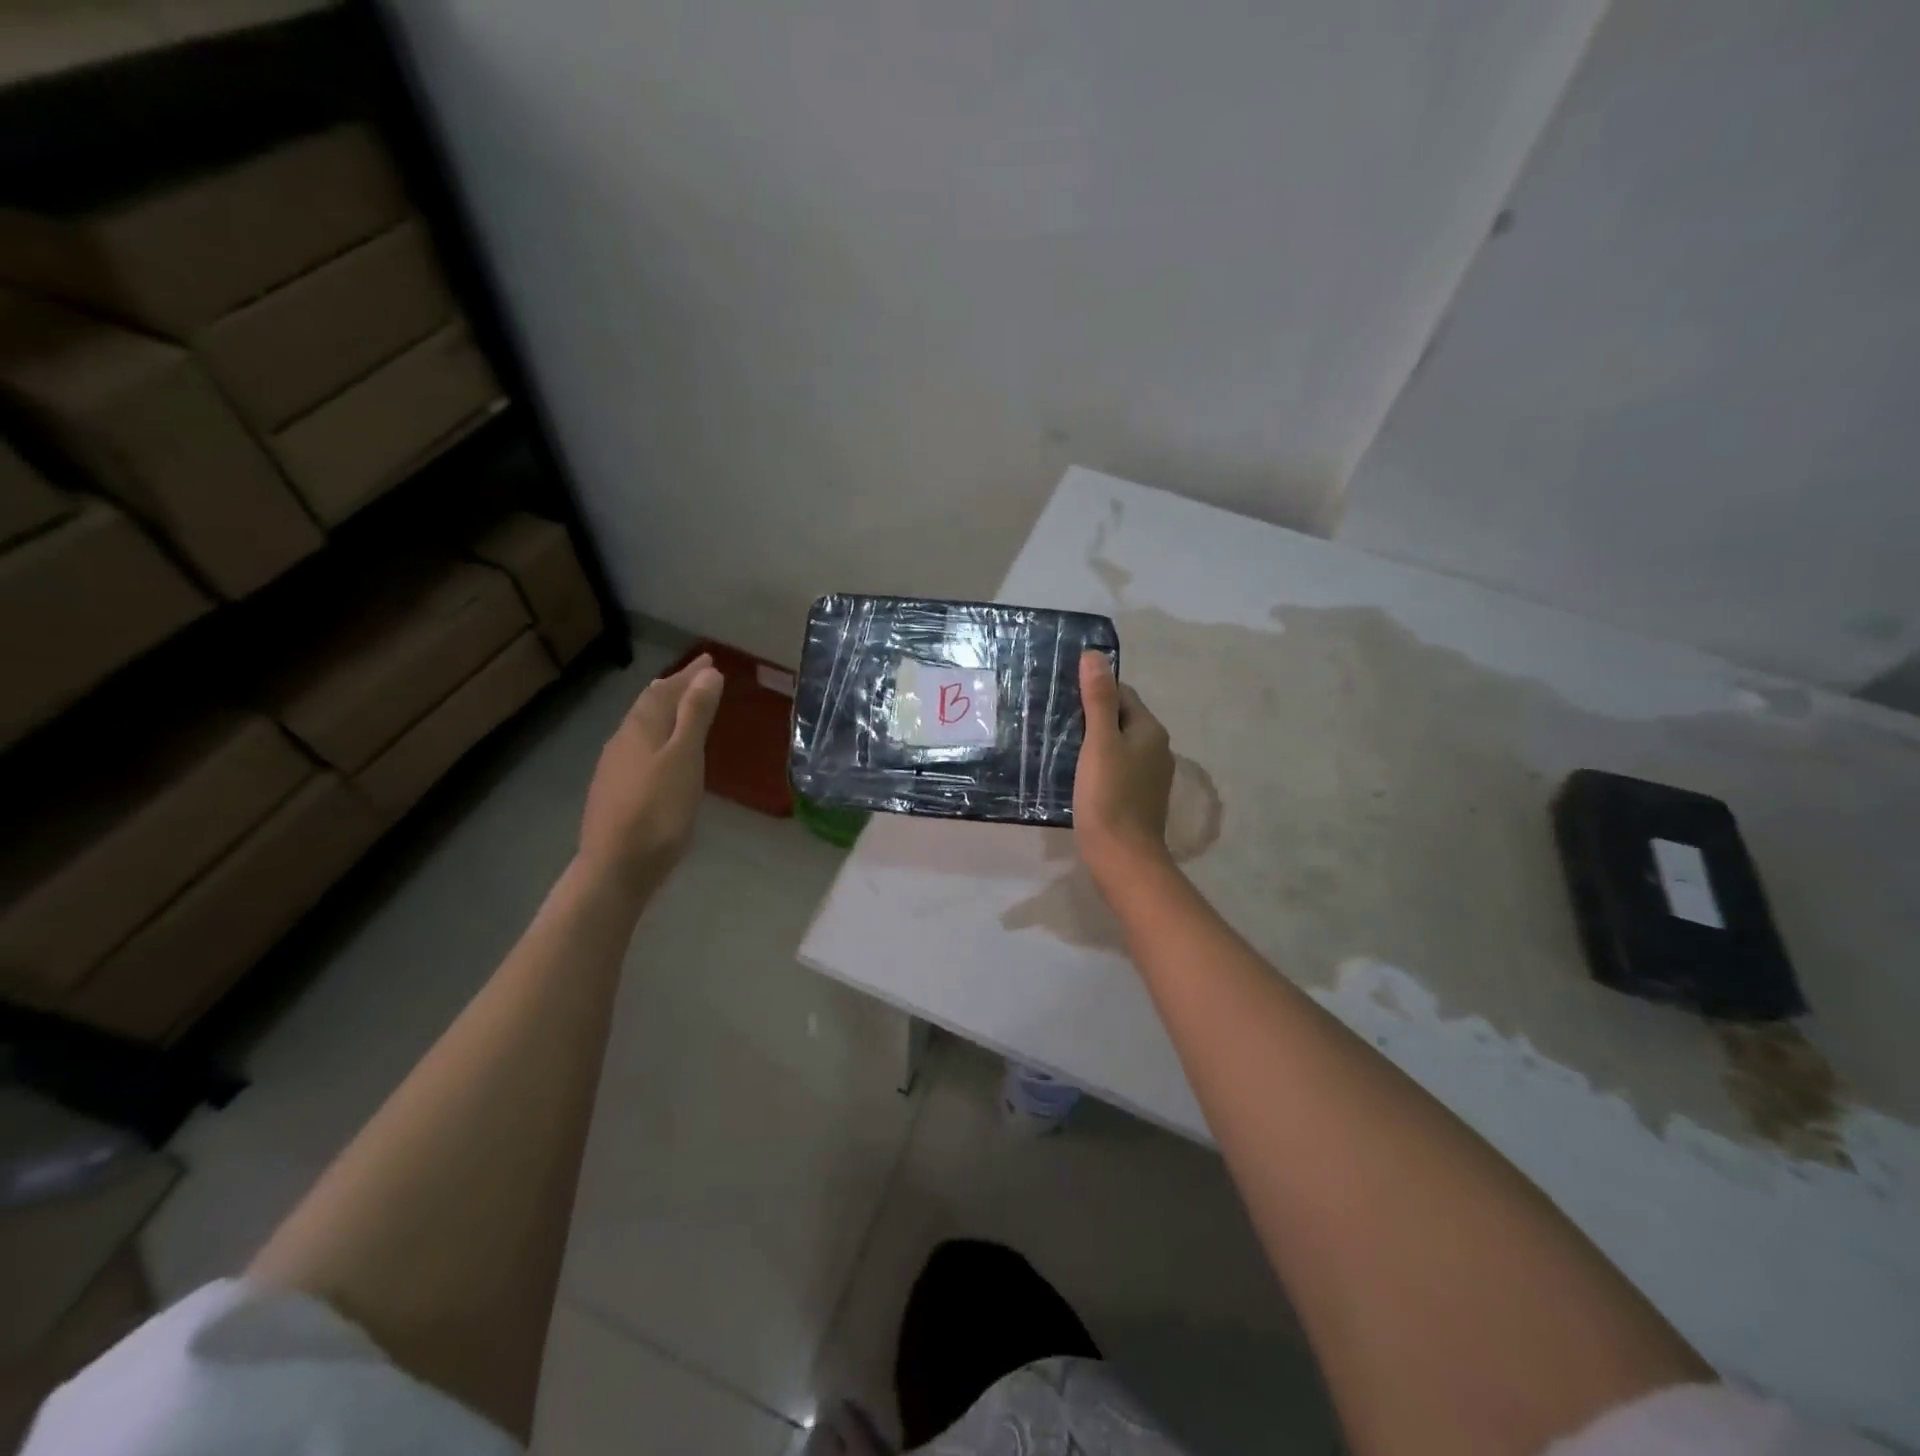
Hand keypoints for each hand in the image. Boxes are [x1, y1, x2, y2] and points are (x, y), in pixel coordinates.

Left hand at [578, 653, 723, 892]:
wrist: (617, 866)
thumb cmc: (658, 810)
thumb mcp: (685, 757)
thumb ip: (695, 715)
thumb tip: (708, 674)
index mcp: (641, 728)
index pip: (664, 689)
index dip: (688, 674)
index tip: (709, 661)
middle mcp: (623, 741)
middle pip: (649, 705)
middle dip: (675, 688)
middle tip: (698, 678)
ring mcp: (615, 767)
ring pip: (642, 726)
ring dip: (664, 711)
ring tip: (682, 707)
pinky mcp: (615, 791)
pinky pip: (639, 747)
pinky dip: (658, 736)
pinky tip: (663, 752)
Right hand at [1073, 650, 1174, 884]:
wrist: (1123, 858)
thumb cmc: (1109, 797)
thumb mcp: (1099, 743)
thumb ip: (1098, 699)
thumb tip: (1095, 655)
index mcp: (1150, 730)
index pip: (1122, 693)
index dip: (1093, 689)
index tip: (1061, 695)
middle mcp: (1156, 748)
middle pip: (1120, 718)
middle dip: (1090, 715)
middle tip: (1053, 718)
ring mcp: (1149, 776)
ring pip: (1117, 745)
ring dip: (1092, 741)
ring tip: (1058, 743)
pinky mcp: (1138, 797)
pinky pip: (1116, 768)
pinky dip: (1097, 764)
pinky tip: (1074, 773)